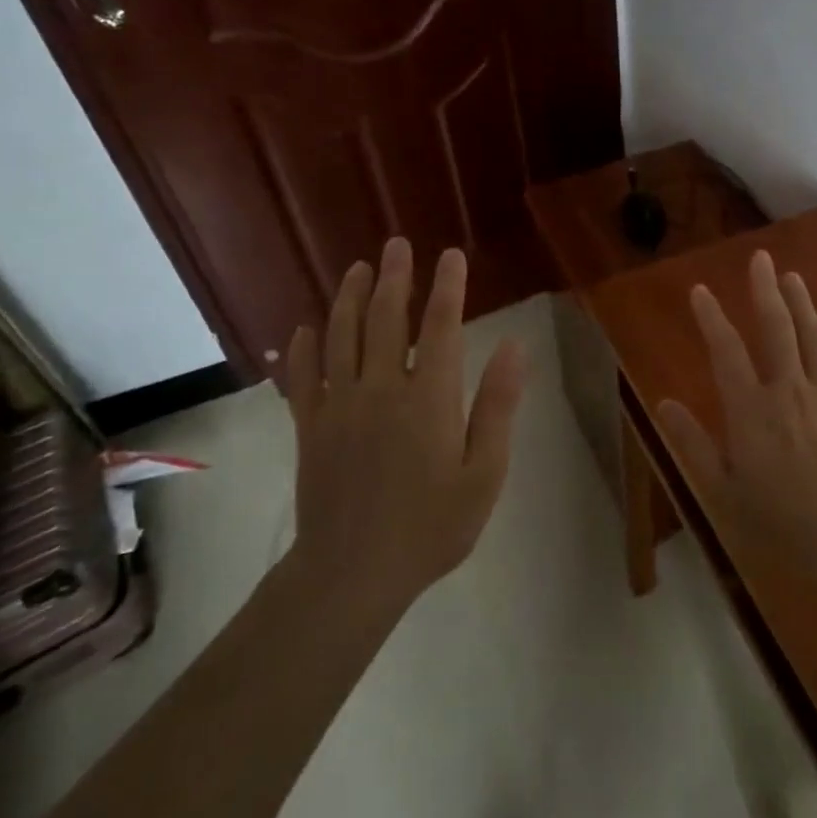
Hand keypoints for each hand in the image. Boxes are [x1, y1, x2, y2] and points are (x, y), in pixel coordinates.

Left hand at [284, 237, 526, 610]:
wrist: (353, 572)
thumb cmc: (432, 526)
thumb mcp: (485, 473)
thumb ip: (497, 406)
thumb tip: (514, 346)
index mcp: (429, 398)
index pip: (440, 326)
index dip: (447, 287)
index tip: (451, 255)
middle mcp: (381, 388)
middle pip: (385, 319)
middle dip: (394, 278)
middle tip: (396, 245)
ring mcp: (339, 405)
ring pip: (341, 336)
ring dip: (349, 298)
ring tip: (357, 268)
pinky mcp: (310, 427)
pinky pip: (302, 376)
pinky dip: (303, 347)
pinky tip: (306, 327)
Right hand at [657, 250, 816, 594]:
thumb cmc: (780, 523)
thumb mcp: (722, 491)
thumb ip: (693, 444)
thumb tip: (664, 402)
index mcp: (750, 410)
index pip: (725, 351)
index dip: (710, 318)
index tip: (700, 290)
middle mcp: (788, 391)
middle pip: (776, 329)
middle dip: (765, 290)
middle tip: (761, 258)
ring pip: (812, 337)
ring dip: (801, 303)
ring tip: (791, 276)